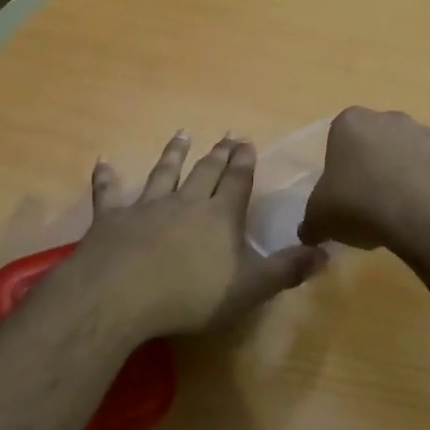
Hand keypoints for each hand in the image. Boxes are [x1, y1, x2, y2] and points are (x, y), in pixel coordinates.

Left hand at [73, 132, 329, 338]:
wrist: (121, 294)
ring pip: (164, 173)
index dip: (244, 162)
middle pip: (205, 172)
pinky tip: (104, 162)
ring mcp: (147, 207)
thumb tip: (326, 253)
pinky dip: (107, 177)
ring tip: (182, 134)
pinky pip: (110, 193)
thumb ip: (286, 269)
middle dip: (218, 154)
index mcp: (220, 217)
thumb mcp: (250, 288)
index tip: (246, 141)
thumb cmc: (191, 295)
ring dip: (173, 154)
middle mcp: (186, 202)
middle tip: (226, 135)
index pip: (237, 182)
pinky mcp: (112, 219)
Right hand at [298, 107, 429, 250]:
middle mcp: (388, 117)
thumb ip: (312, 220)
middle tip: (373, 203)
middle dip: (376, 164)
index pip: (340, 140)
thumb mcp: (320, 218)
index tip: (345, 195)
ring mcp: (427, 130)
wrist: (419, 213)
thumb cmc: (359, 205)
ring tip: (407, 209)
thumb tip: (309, 232)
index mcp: (350, 123)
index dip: (342, 168)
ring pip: (413, 147)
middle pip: (378, 140)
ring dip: (409, 169)